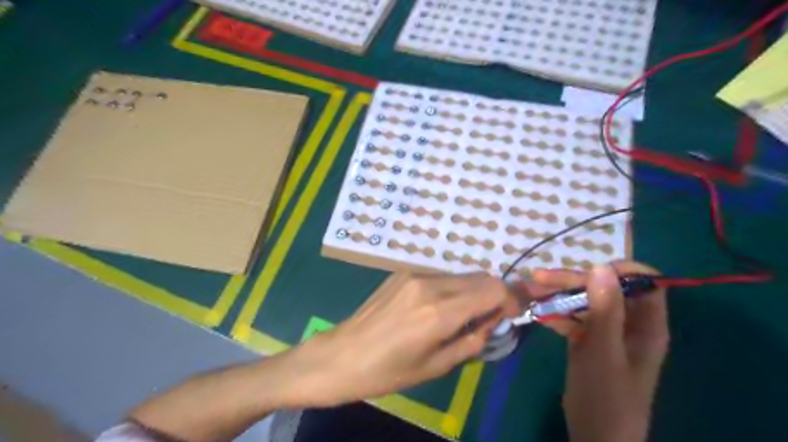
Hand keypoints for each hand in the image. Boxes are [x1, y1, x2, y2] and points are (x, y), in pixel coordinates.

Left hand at [288, 272, 521, 406]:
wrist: (341, 355)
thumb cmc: (387, 372)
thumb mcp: (436, 367)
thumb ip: (472, 341)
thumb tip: (493, 321)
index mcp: (439, 312)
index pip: (492, 289)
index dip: (510, 299)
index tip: (510, 315)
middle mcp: (430, 284)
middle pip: (480, 277)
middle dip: (493, 295)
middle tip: (488, 319)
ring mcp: (414, 275)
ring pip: (460, 275)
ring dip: (471, 292)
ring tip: (459, 318)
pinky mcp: (402, 273)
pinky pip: (439, 277)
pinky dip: (450, 290)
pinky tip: (435, 310)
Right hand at [526, 263, 666, 441]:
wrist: (595, 437)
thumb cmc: (607, 397)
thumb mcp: (603, 351)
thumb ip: (605, 310)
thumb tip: (601, 266)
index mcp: (646, 324)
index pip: (644, 282)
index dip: (619, 270)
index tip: (587, 271)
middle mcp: (628, 323)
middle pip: (604, 288)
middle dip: (572, 280)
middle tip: (538, 278)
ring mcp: (606, 331)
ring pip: (584, 301)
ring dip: (557, 294)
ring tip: (529, 290)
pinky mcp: (588, 340)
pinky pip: (573, 318)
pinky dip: (555, 313)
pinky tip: (537, 313)